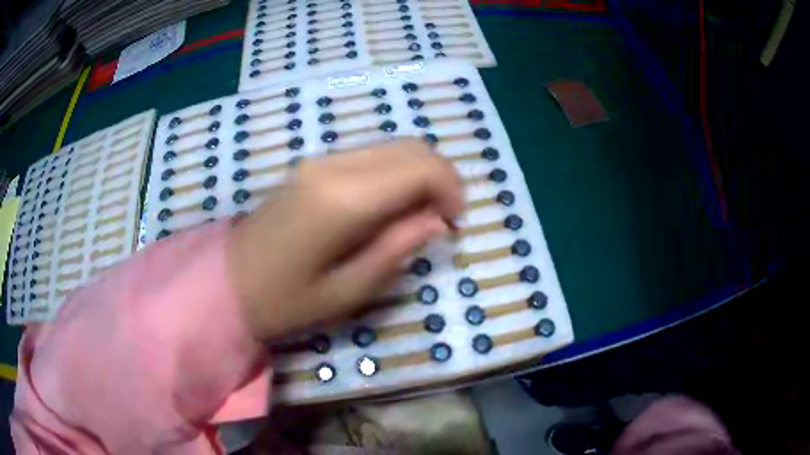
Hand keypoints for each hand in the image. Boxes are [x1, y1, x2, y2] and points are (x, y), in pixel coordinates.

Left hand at [227, 139, 463, 339]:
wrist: (226, 281)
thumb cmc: (284, 300)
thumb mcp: (347, 291)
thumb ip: (396, 248)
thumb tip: (435, 221)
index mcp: (344, 199)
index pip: (421, 167)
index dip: (451, 190)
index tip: (454, 224)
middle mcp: (335, 166)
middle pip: (411, 147)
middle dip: (441, 178)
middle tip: (443, 220)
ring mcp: (321, 160)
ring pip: (392, 147)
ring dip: (419, 174)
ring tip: (419, 216)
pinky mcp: (313, 165)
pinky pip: (370, 156)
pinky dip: (395, 173)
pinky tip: (389, 207)